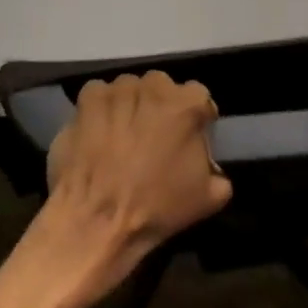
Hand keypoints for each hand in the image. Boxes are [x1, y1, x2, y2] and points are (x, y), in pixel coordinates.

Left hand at [37, 71, 233, 295]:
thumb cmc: (156, 208)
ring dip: (130, 106)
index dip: (194, 119)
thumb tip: (213, 169)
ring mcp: (119, 89)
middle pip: (162, 88)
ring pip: (130, 89)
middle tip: (152, 137)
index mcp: (188, 104)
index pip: (198, 97)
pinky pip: (99, 94)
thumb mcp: (208, 198)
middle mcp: (155, 86)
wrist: (97, 220)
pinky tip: (98, 132)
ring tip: (121, 136)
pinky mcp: (89, 97)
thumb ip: (218, 173)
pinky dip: (100, 109)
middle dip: (160, 107)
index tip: (187, 139)